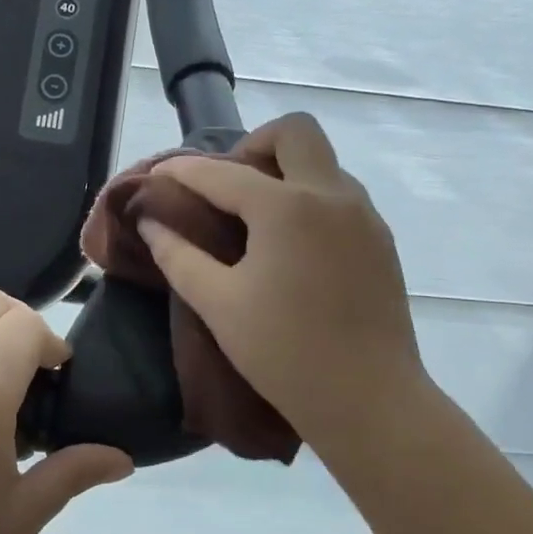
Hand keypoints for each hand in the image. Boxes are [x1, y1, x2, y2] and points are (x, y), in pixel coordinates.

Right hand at [139, 113, 434, 464]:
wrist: (371, 402)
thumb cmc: (285, 353)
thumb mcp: (219, 304)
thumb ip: (178, 256)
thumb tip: (151, 222)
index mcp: (287, 207)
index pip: (222, 172)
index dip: (182, 170)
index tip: (158, 175)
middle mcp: (332, 195)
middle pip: (294, 132)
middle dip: (253, 146)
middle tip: (227, 188)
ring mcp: (364, 215)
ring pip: (321, 162)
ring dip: (284, 172)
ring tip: (254, 219)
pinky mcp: (381, 240)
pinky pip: (340, 194)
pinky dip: (308, 198)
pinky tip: (290, 245)